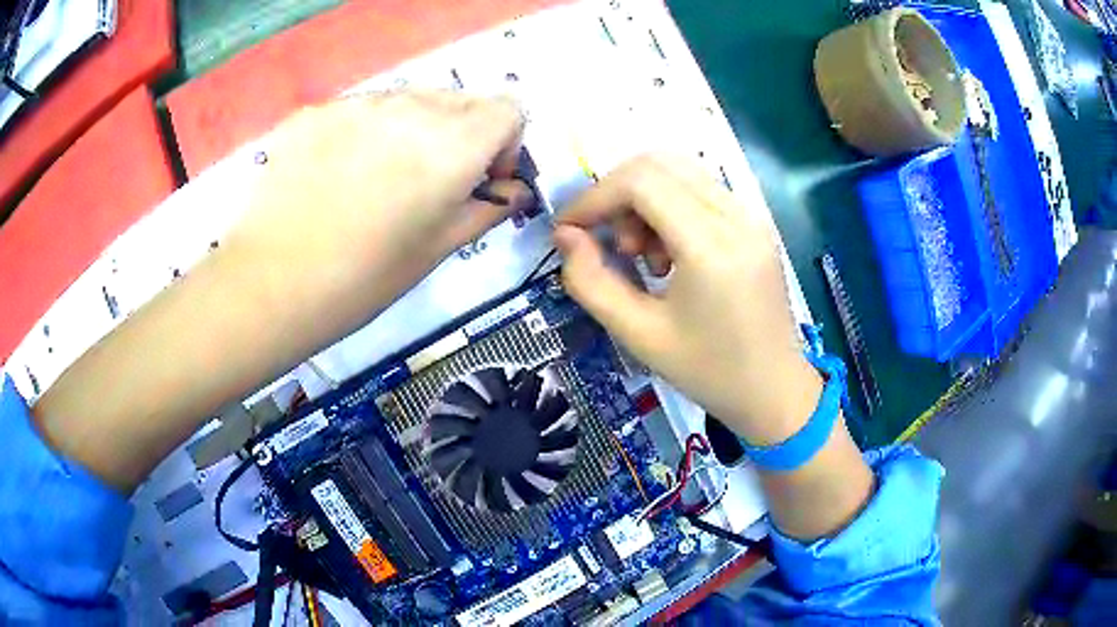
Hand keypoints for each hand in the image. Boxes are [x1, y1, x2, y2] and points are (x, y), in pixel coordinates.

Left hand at [224, 91, 531, 320]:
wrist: (271, 284)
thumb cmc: (364, 278)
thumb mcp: (438, 250)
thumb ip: (486, 209)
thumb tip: (513, 191)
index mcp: (452, 144)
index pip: (508, 109)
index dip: (505, 144)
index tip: (481, 180)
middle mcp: (411, 108)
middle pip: (461, 101)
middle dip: (462, 135)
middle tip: (430, 183)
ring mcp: (359, 103)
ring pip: (409, 100)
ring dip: (413, 130)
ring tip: (377, 180)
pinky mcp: (318, 111)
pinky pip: (361, 109)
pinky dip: (366, 132)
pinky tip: (336, 176)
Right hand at [554, 155, 822, 444]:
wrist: (774, 392)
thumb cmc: (709, 372)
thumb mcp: (639, 335)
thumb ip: (591, 283)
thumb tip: (566, 236)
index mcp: (712, 247)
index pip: (641, 182)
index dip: (594, 197)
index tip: (568, 229)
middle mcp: (737, 217)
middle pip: (659, 164)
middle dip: (617, 194)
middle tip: (613, 244)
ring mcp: (752, 216)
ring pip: (680, 171)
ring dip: (644, 200)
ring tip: (644, 257)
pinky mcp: (756, 224)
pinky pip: (701, 190)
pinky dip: (670, 207)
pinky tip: (671, 254)